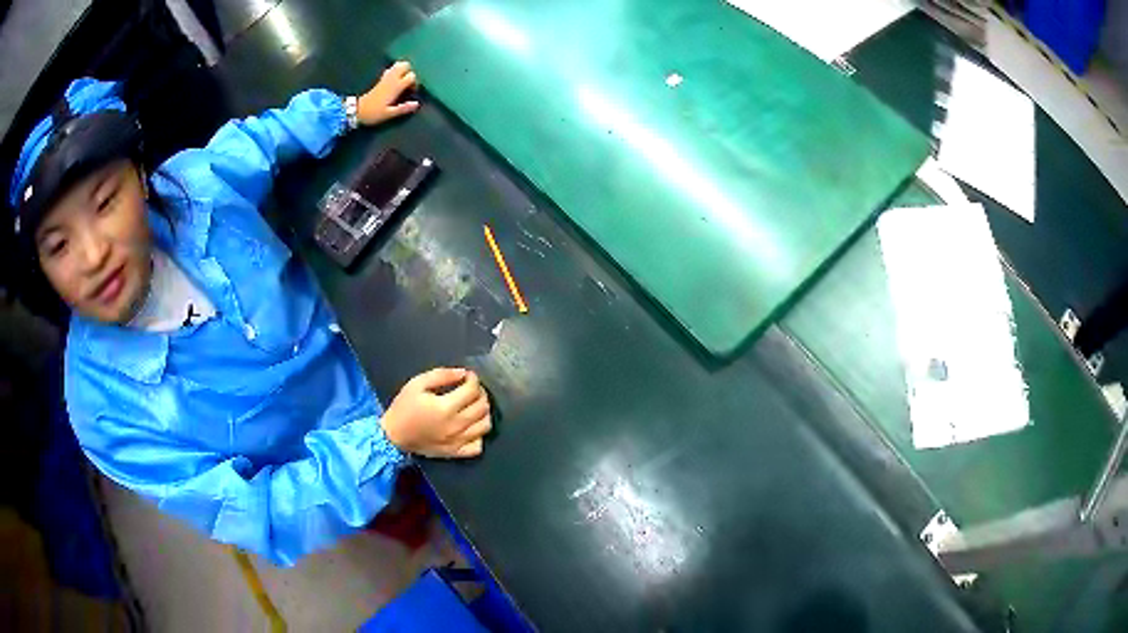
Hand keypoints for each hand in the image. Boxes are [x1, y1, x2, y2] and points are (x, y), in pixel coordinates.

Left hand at [357, 61, 419, 125]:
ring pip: (398, 65)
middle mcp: (391, 79)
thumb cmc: (373, 113)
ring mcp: (385, 78)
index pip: (411, 76)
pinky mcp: (380, 79)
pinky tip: (395, 80)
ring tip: (403, 80)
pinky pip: (391, 69)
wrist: (357, 110)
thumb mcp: (389, 114)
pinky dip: (395, 71)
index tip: (412, 92)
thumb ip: (403, 108)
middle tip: (408, 83)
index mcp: (395, 87)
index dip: (415, 83)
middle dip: (409, 71)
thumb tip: (416, 104)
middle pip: (405, 65)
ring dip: (403, 70)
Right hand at [381, 368, 491, 457]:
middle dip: (481, 393)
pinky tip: (472, 427)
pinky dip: (480, 435)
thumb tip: (463, 373)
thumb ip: (441, 375)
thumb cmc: (404, 407)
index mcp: (446, 407)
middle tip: (471, 388)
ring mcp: (458, 441)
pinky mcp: (456, 452)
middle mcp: (456, 426)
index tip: (468, 376)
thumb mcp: (417, 384)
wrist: (394, 435)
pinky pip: (478, 446)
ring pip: (485, 425)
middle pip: (482, 407)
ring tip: (474, 405)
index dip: (473, 379)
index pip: (472, 390)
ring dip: (484, 412)